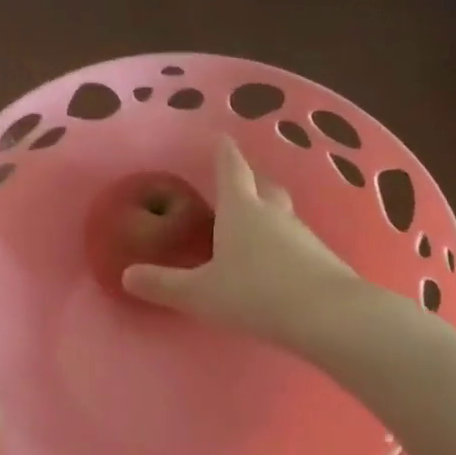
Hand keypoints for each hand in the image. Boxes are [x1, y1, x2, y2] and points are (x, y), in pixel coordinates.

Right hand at [122, 136, 361, 343]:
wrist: (328, 317)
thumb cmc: (255, 294)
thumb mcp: (200, 293)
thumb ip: (164, 284)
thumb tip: (127, 275)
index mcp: (241, 210)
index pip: (231, 170)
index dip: (224, 153)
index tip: (222, 137)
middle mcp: (273, 214)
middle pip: (263, 185)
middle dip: (250, 179)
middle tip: (239, 180)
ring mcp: (302, 235)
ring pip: (281, 213)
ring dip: (268, 212)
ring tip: (253, 224)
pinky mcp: (321, 258)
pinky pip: (295, 241)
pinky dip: (282, 242)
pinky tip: (276, 262)